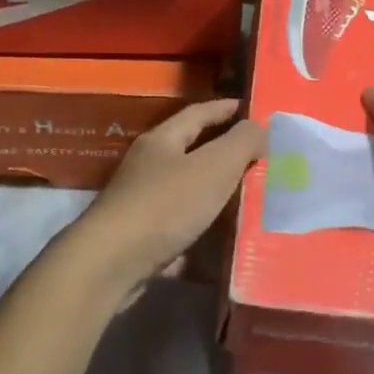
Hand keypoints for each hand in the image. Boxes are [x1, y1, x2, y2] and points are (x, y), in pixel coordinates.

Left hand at [77, 100, 264, 296]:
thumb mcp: (213, 167)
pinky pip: (183, 230)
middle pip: (192, 153)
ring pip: (189, 194)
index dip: (226, 109)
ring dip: (217, 196)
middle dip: (225, 154)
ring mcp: (143, 204)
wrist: (112, 264)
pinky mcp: (143, 239)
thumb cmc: (165, 205)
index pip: (198, 113)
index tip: (251, 109)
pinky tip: (228, 244)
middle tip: (262, 158)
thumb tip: (259, 127)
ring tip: (253, 201)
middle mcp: (149, 167)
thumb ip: (241, 143)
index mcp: (162, 141)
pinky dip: (205, 233)